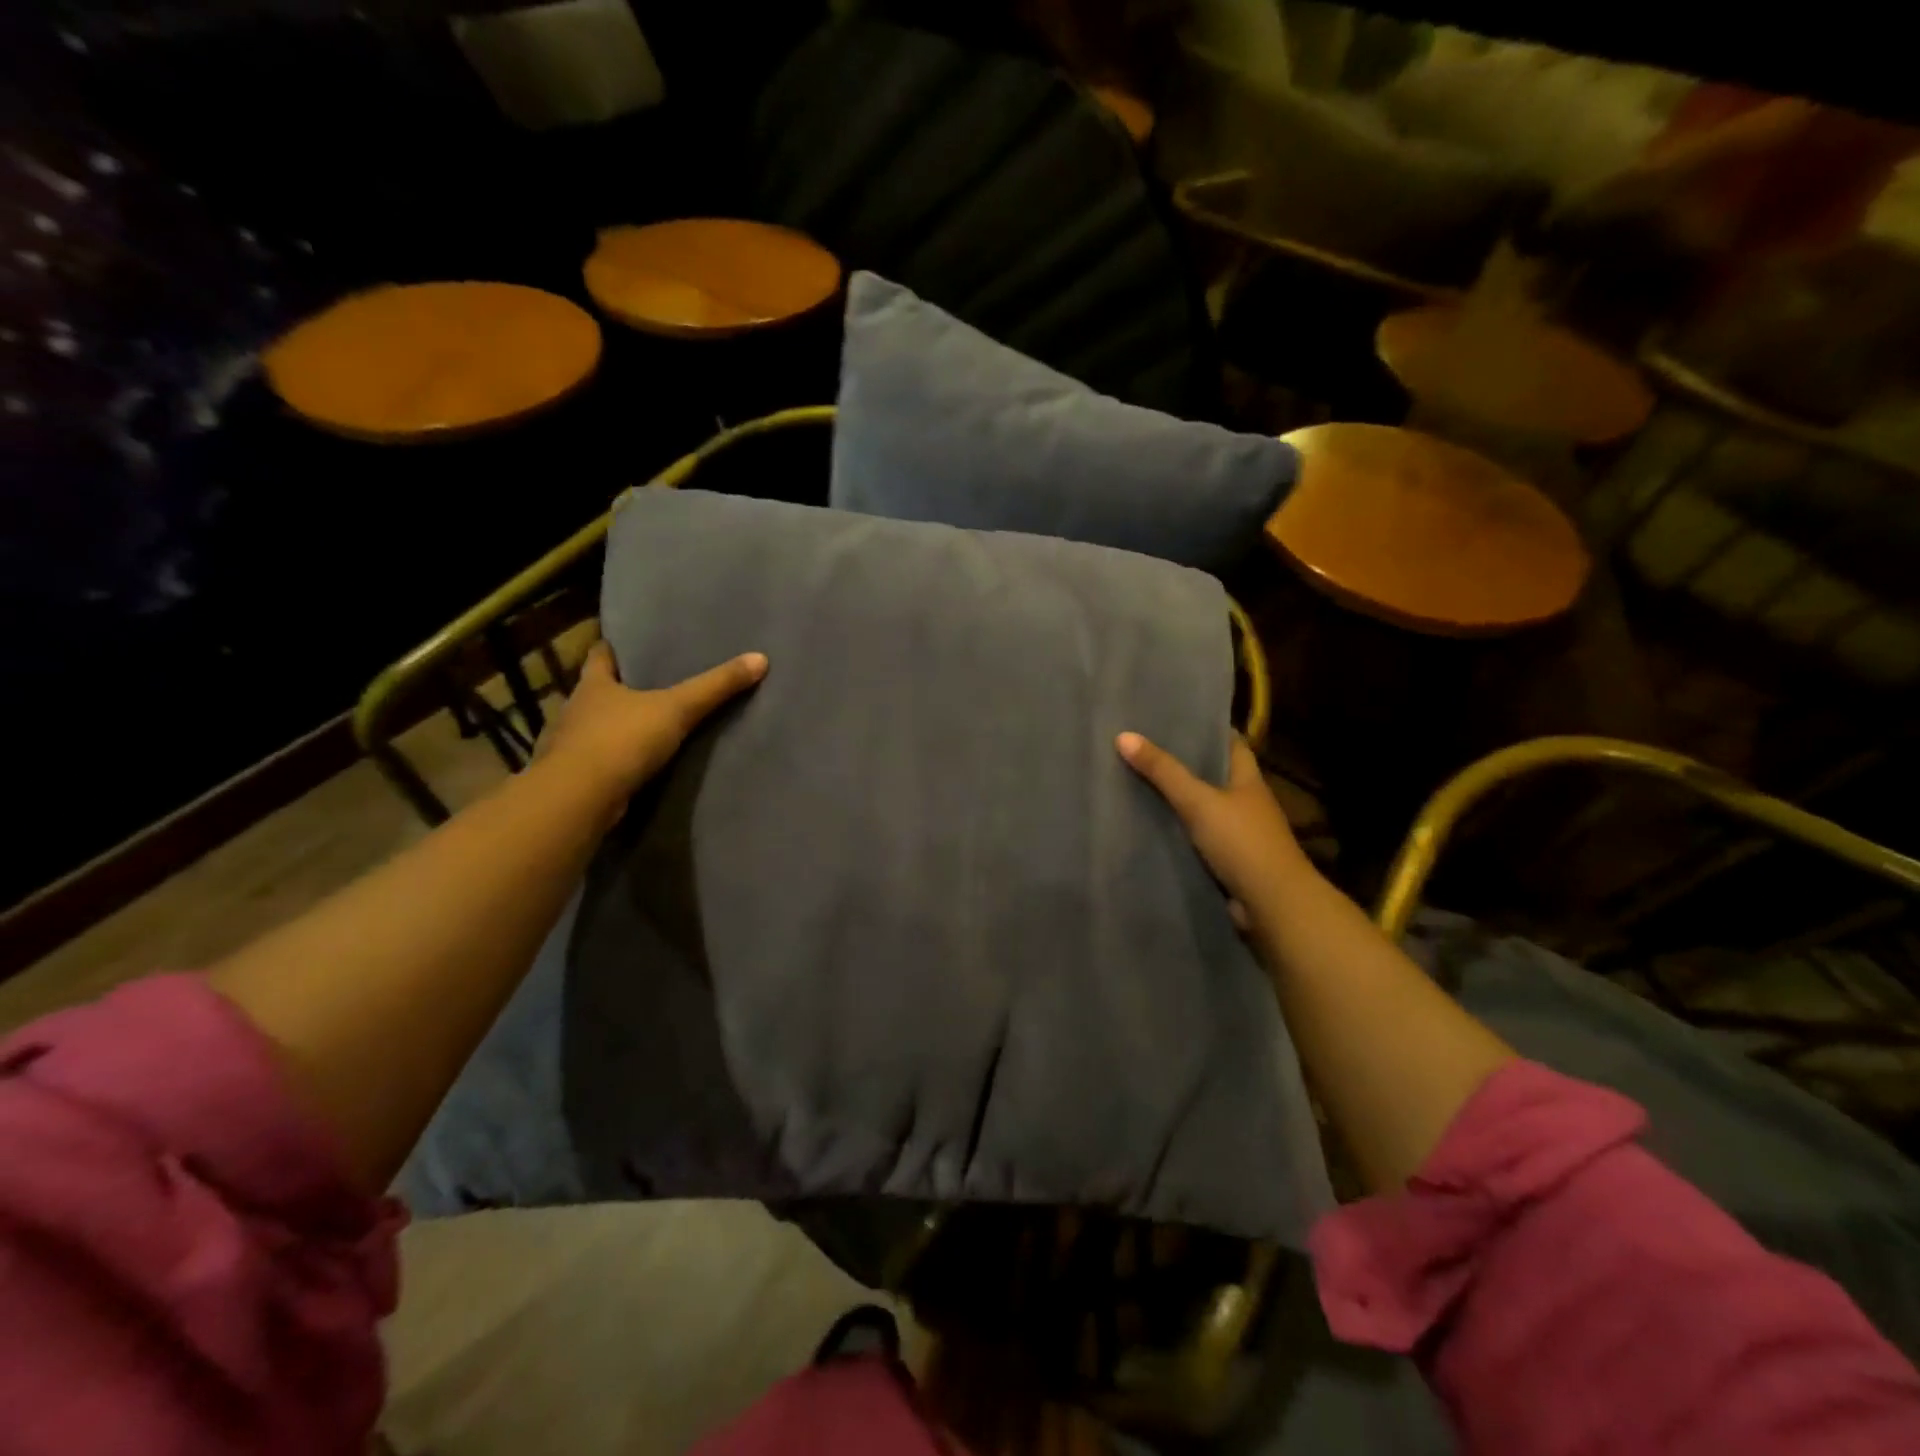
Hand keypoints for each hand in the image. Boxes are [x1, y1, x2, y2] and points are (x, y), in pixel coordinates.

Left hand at [539, 640, 767, 800]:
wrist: (579, 799)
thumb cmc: (621, 741)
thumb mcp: (677, 709)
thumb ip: (716, 686)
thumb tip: (760, 658)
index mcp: (593, 684)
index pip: (600, 654)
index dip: (615, 647)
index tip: (632, 644)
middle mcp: (575, 710)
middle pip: (598, 691)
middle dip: (620, 689)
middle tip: (653, 685)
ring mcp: (570, 746)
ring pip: (595, 728)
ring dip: (615, 728)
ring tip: (648, 726)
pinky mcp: (575, 778)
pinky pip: (598, 762)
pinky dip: (613, 761)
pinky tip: (634, 766)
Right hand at [1116, 731, 1307, 935]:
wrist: (1273, 905)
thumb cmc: (1242, 842)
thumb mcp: (1198, 801)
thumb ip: (1163, 771)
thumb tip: (1123, 735)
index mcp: (1248, 779)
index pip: (1231, 743)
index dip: (1207, 728)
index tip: (1176, 718)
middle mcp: (1247, 802)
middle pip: (1214, 774)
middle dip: (1185, 763)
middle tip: (1144, 748)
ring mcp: (1240, 834)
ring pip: (1205, 808)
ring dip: (1180, 800)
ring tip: (1138, 783)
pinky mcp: (1230, 861)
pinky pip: (1199, 838)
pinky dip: (1180, 832)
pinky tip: (1152, 826)